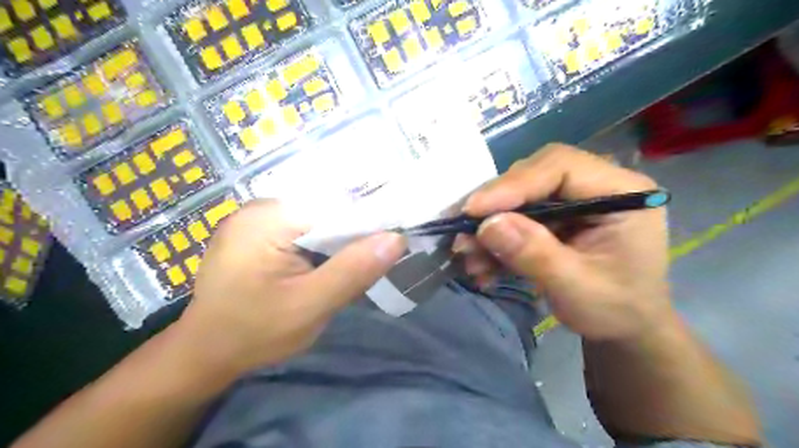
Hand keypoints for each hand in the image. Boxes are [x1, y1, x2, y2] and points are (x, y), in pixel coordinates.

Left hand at [176, 199, 406, 374]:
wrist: (205, 353)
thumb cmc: (254, 332)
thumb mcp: (310, 306)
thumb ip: (352, 271)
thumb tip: (397, 238)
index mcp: (270, 217)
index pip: (336, 205)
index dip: (369, 220)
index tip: (394, 240)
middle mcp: (262, 206)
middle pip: (327, 210)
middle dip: (352, 235)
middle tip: (373, 260)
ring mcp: (258, 218)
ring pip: (318, 220)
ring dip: (338, 243)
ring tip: (352, 265)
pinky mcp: (259, 232)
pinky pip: (303, 230)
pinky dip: (321, 246)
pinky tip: (325, 265)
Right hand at [455, 146, 671, 341]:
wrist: (625, 327)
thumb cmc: (616, 310)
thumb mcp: (578, 288)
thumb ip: (535, 254)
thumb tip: (487, 225)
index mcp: (621, 192)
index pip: (560, 167)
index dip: (513, 185)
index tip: (473, 210)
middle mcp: (596, 184)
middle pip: (533, 175)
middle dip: (495, 204)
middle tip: (462, 231)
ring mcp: (573, 198)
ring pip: (518, 195)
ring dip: (489, 225)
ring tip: (467, 253)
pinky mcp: (555, 214)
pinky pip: (516, 215)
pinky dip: (495, 238)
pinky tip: (481, 263)